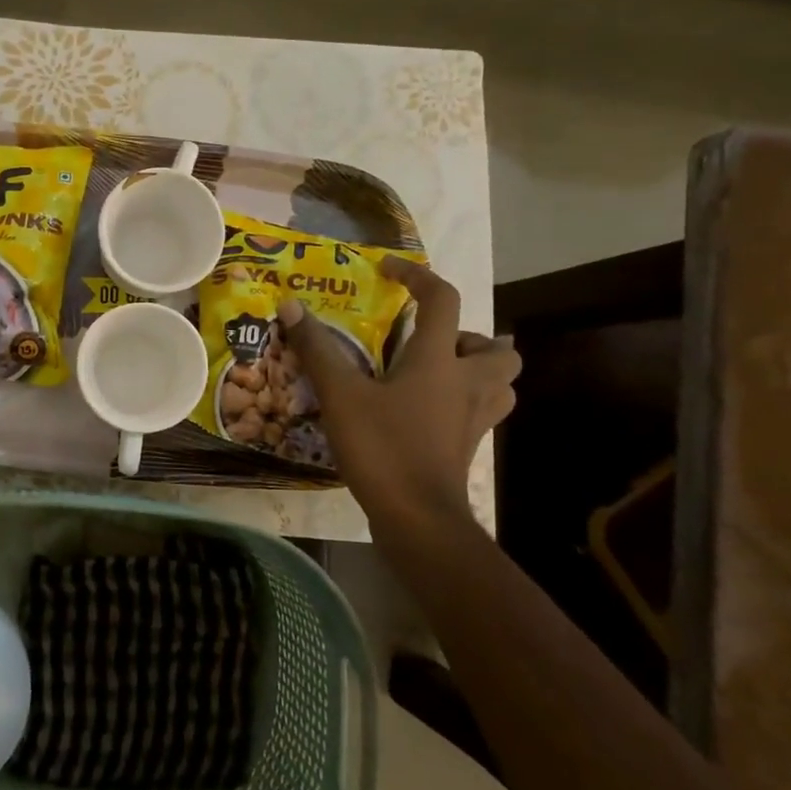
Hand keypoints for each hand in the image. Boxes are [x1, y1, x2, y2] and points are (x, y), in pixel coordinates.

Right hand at [278, 262, 519, 526]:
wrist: (417, 518)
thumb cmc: (383, 447)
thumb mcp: (341, 395)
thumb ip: (317, 349)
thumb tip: (291, 306)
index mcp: (439, 361)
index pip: (442, 300)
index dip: (417, 276)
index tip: (389, 271)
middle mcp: (468, 384)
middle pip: (499, 348)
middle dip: (469, 337)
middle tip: (429, 344)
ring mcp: (474, 419)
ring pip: (500, 382)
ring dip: (475, 370)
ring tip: (434, 374)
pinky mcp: (468, 446)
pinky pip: (480, 411)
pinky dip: (462, 401)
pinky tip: (425, 410)